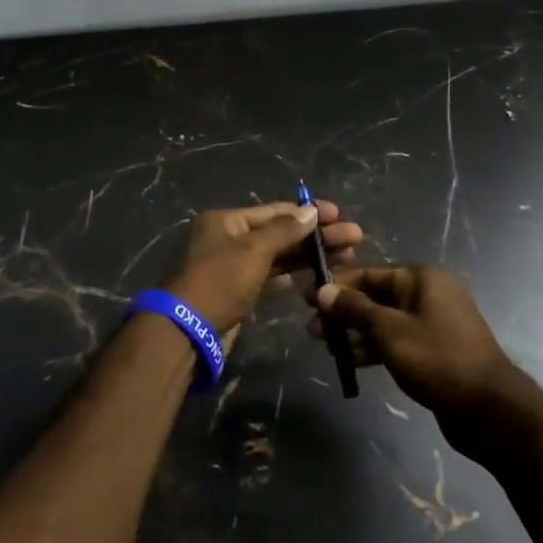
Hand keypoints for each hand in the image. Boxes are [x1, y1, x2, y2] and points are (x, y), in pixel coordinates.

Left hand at [163, 201, 362, 335]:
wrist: (187, 330)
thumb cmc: (219, 281)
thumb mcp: (253, 250)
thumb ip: (284, 230)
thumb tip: (311, 211)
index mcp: (227, 221)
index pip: (276, 211)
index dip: (308, 212)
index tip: (340, 215)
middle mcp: (229, 239)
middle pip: (280, 233)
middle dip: (316, 236)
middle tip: (354, 239)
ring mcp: (233, 266)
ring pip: (277, 256)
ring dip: (308, 256)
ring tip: (346, 257)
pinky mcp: (238, 292)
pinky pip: (269, 277)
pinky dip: (290, 275)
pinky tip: (314, 277)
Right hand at [308, 265, 523, 439]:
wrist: (490, 410)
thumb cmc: (438, 359)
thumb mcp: (390, 331)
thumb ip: (355, 309)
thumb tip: (323, 291)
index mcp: (421, 279)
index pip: (369, 273)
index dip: (336, 286)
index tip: (307, 299)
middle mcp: (428, 294)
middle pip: (375, 296)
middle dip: (343, 312)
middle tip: (313, 329)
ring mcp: (433, 323)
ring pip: (384, 321)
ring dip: (355, 332)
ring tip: (325, 347)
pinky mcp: (434, 350)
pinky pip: (397, 340)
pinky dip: (375, 347)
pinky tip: (353, 360)